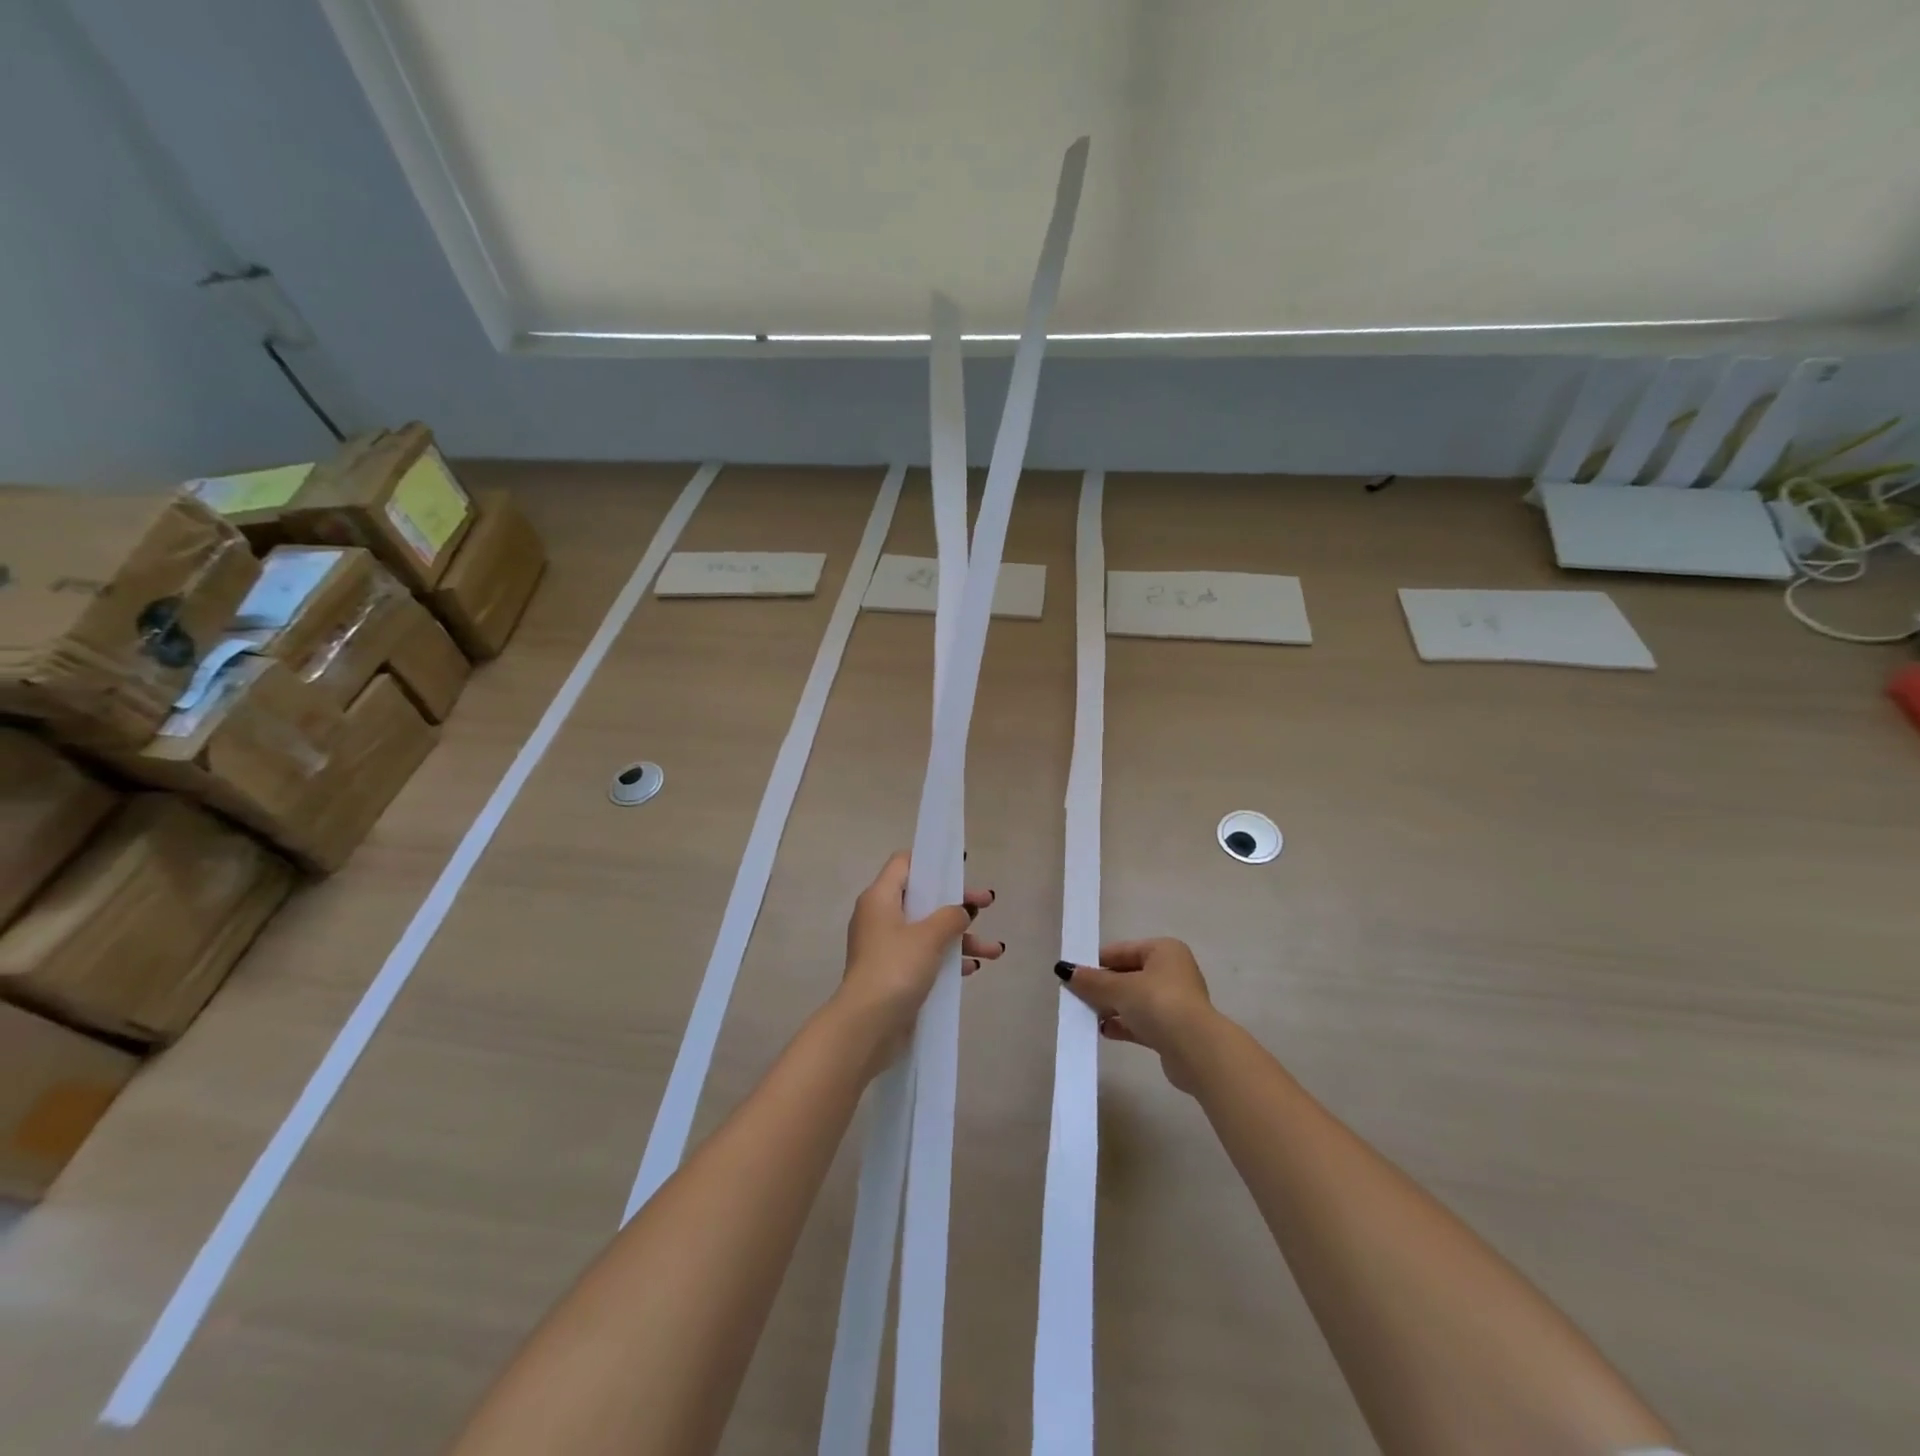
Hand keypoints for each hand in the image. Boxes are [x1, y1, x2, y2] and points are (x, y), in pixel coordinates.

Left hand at [840, 852, 1001, 1063]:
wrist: (867, 1026)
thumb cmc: (895, 968)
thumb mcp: (929, 936)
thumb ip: (951, 916)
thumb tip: (962, 910)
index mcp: (880, 898)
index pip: (904, 864)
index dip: (932, 861)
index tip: (960, 867)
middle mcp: (880, 918)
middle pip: (923, 898)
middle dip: (958, 903)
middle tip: (988, 903)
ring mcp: (887, 948)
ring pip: (929, 931)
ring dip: (962, 937)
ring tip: (995, 950)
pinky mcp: (894, 974)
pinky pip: (926, 956)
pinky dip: (949, 958)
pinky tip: (973, 969)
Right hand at [1056, 938, 1218, 1092]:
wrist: (1196, 1050)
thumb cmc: (1158, 1004)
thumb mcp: (1120, 988)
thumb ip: (1092, 981)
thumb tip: (1064, 970)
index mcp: (1163, 950)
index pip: (1121, 951)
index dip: (1096, 962)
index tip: (1072, 975)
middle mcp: (1171, 972)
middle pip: (1127, 975)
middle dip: (1102, 987)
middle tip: (1075, 996)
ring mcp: (1174, 1002)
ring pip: (1133, 1000)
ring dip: (1110, 1007)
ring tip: (1085, 1015)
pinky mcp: (1172, 1029)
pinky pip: (1140, 1021)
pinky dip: (1122, 1024)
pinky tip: (1103, 1031)